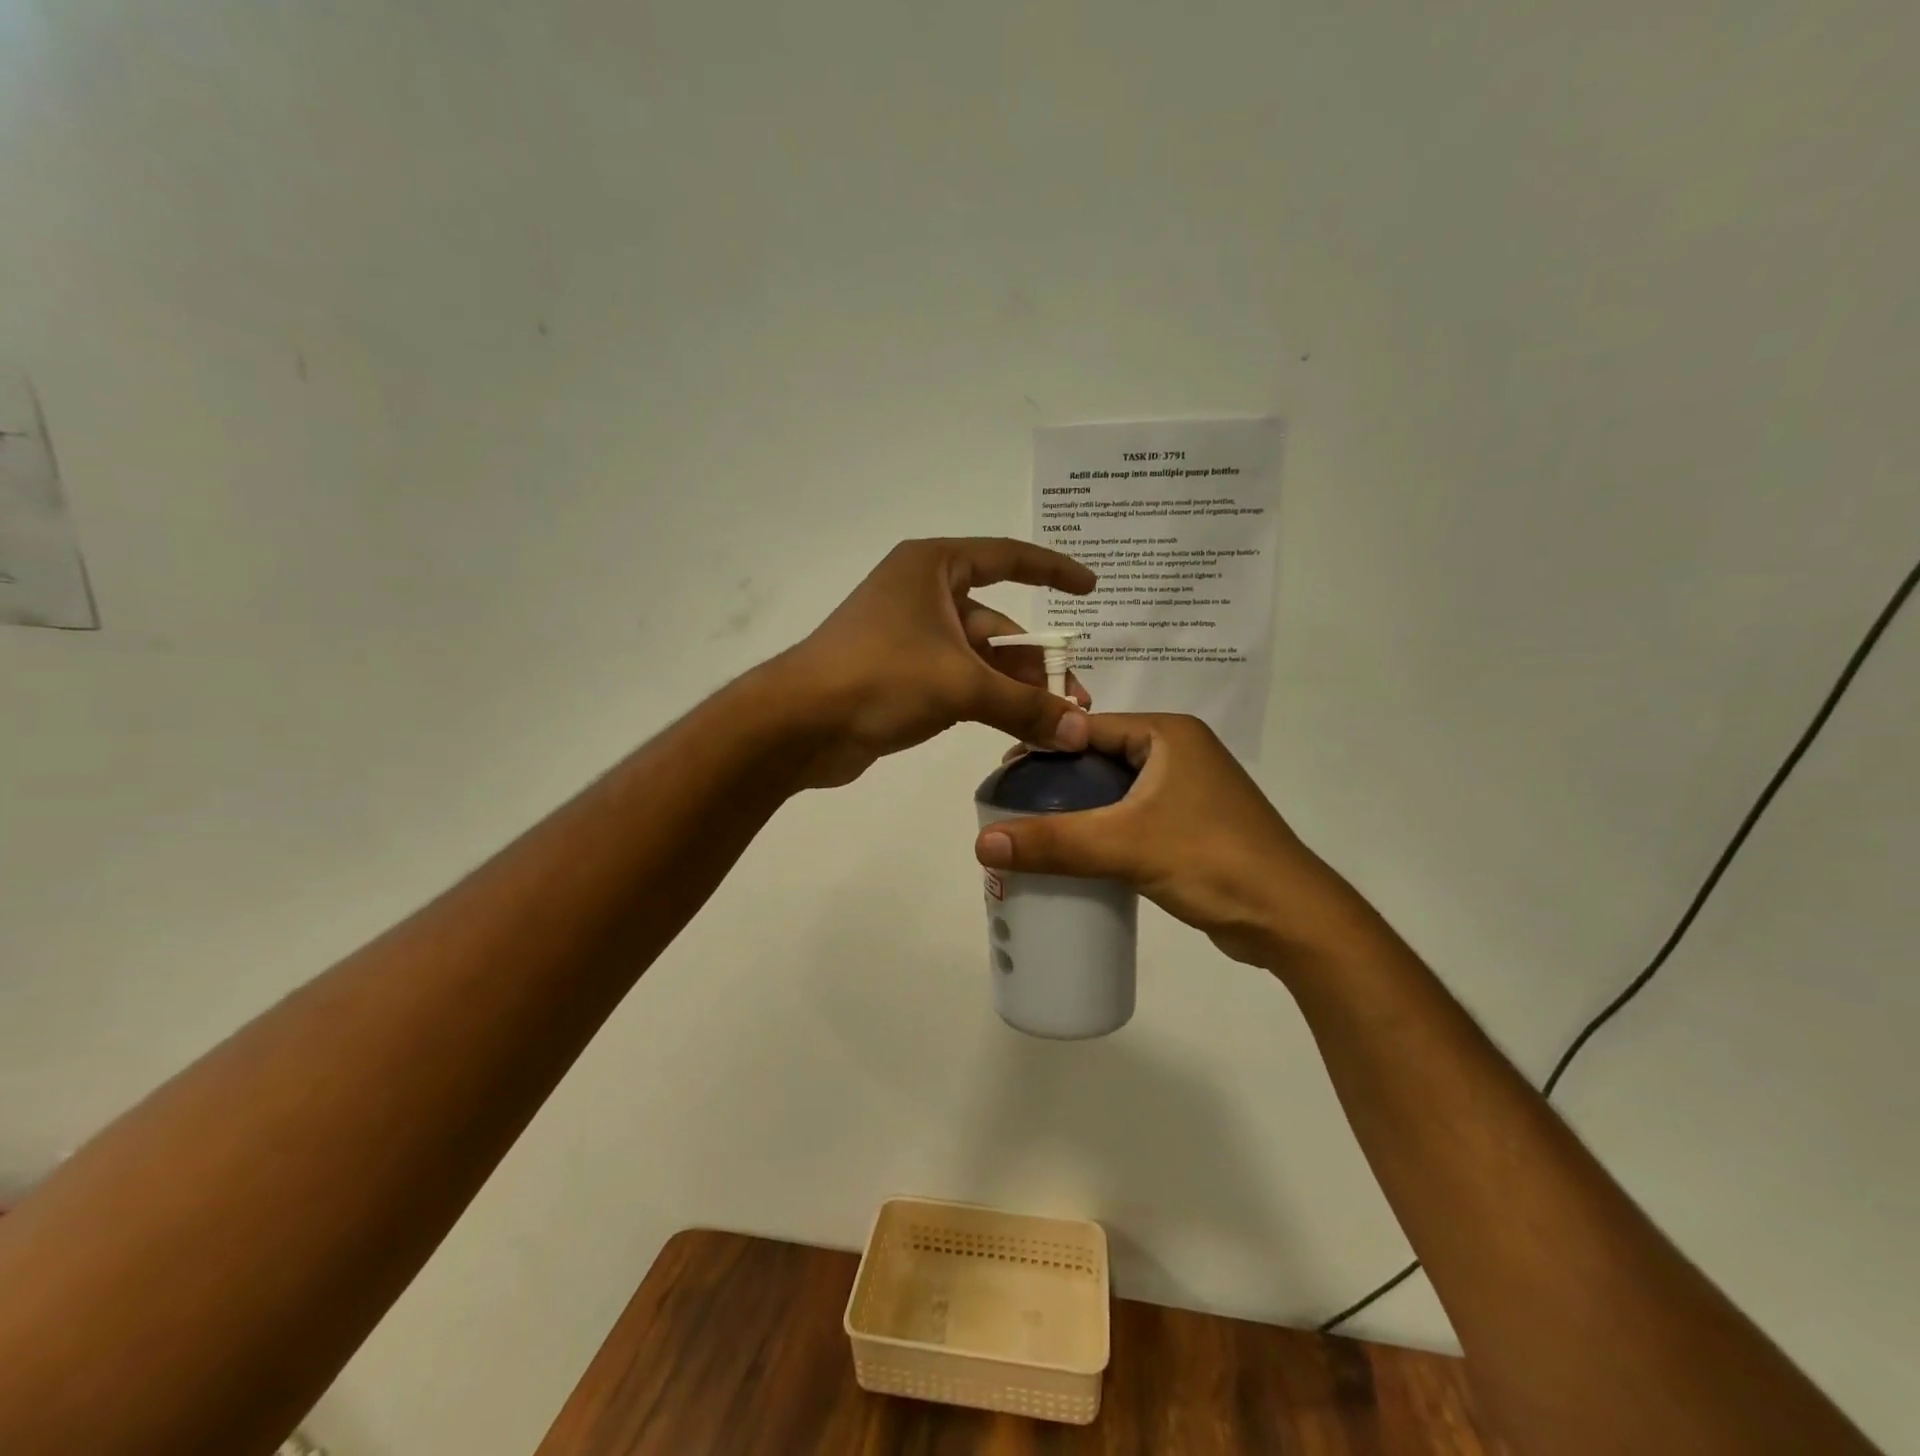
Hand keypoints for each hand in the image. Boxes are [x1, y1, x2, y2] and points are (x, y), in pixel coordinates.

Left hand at [769, 538, 1095, 787]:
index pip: (1007, 558)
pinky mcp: (901, 678)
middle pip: (997, 623)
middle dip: (1037, 662)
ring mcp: (910, 638)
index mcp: (933, 569)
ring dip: (1016, 689)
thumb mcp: (961, 685)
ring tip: (1056, 724)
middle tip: (1076, 701)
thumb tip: (1081, 732)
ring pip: (979, 659)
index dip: (1052, 570)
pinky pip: (959, 683)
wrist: (798, 724)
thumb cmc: (879, 677)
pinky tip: (1018, 728)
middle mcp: (922, 595)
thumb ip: (1025, 706)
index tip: (1090, 588)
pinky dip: (988, 702)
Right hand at [973, 714, 1365, 967]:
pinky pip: (1133, 817)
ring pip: (1116, 791)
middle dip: (1057, 781)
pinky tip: (1076, 852)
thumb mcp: (1125, 846)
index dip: (1043, 746)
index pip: (1088, 727)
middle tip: (1012, 806)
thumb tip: (981, 844)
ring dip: (1079, 808)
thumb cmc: (1211, 861)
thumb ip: (1054, 843)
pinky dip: (1104, 830)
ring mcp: (1188, 790)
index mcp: (1168, 735)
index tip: (1002, 775)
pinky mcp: (1192, 825)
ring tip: (1034, 830)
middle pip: (1099, 758)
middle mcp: (1179, 752)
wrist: (1291, 919)